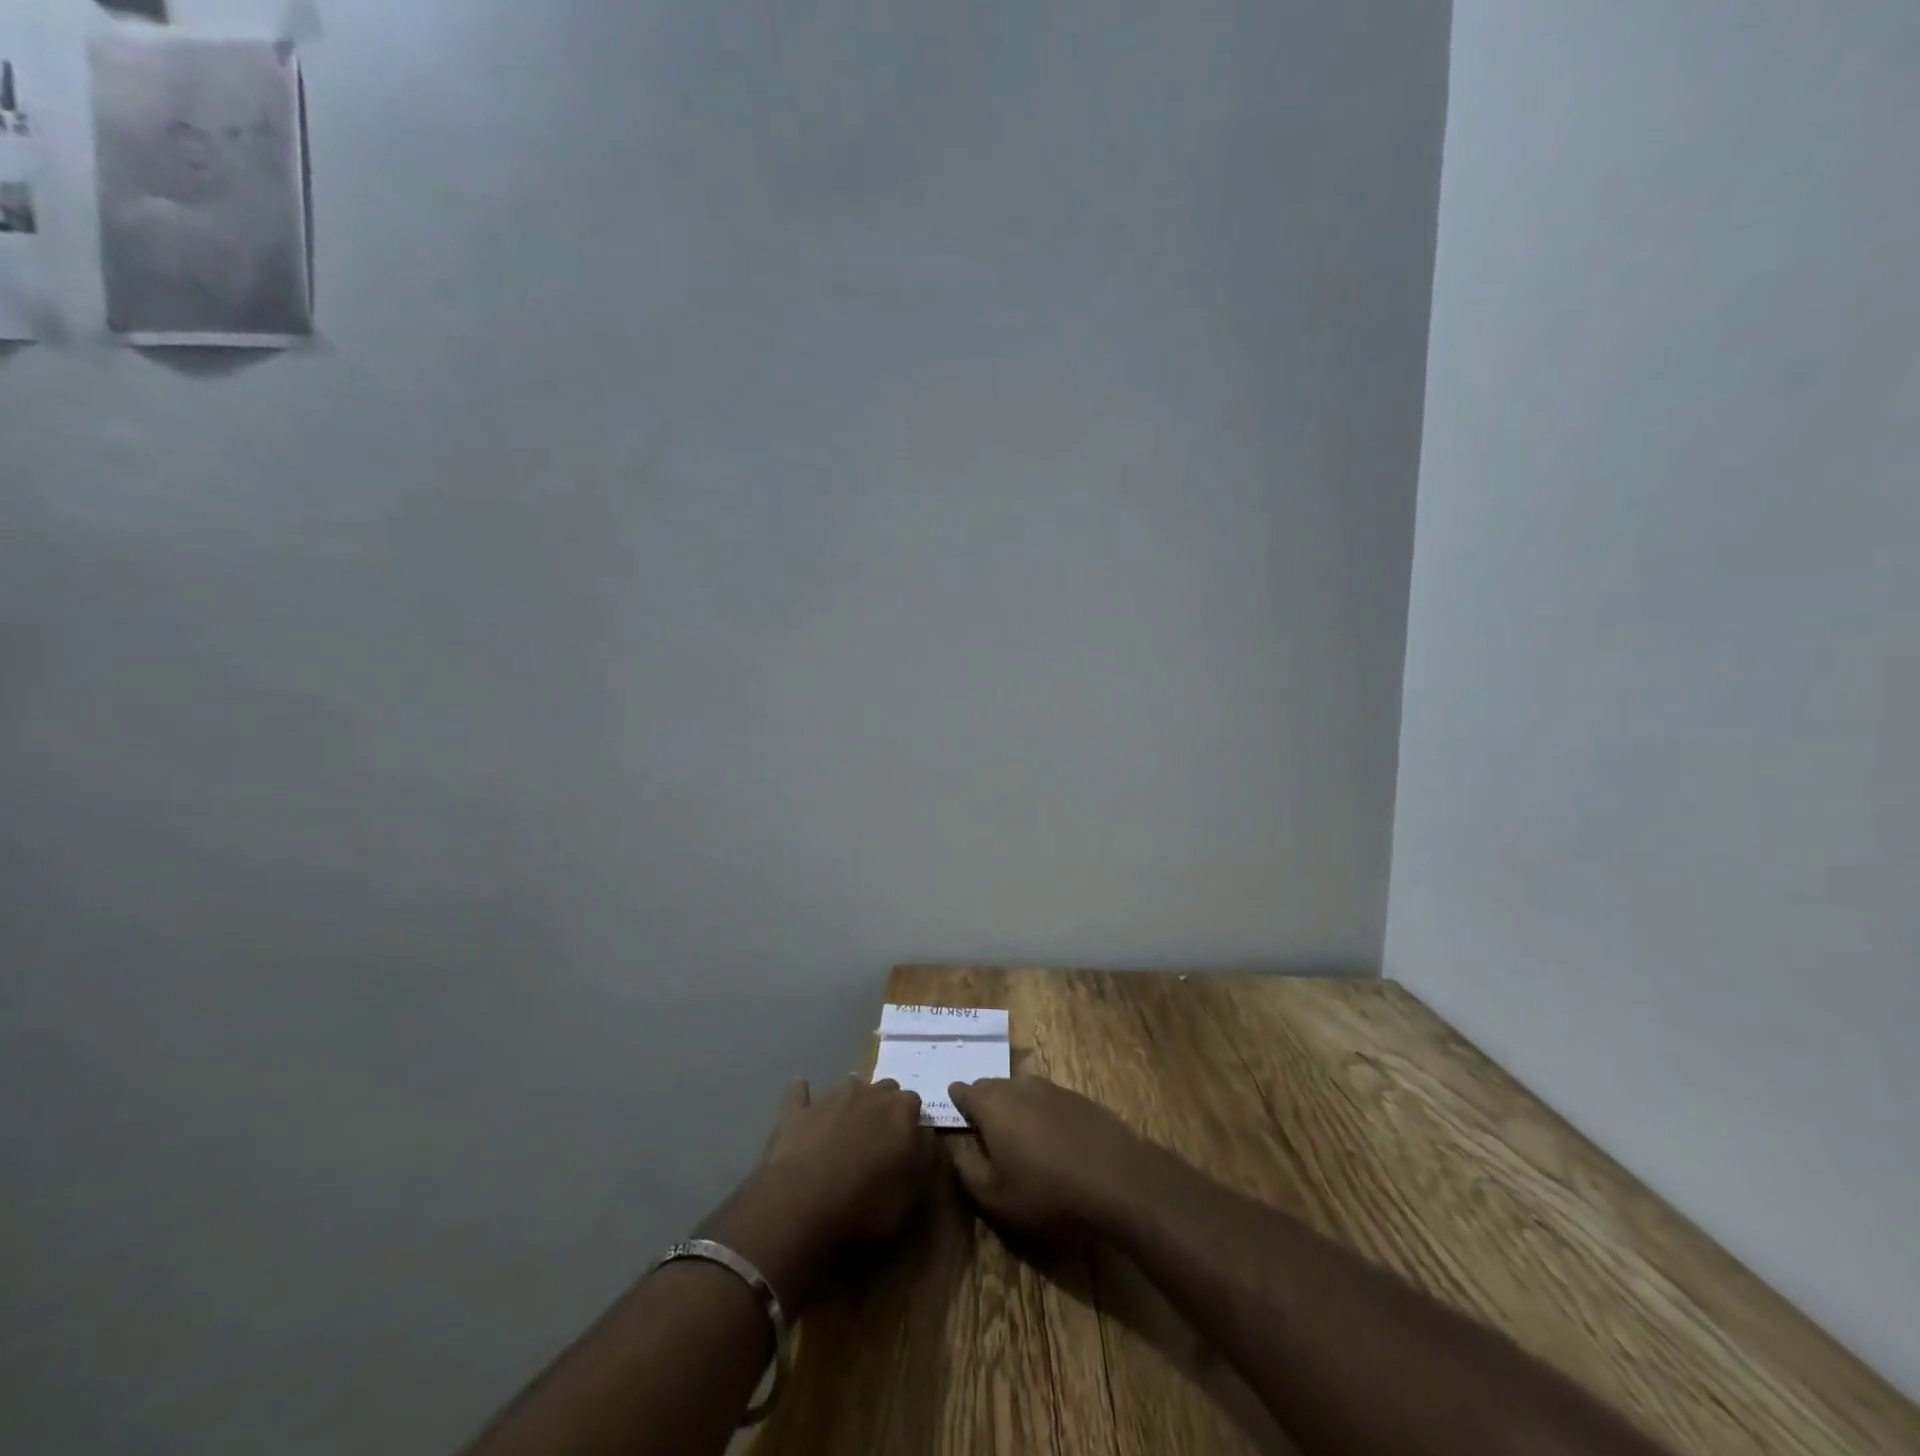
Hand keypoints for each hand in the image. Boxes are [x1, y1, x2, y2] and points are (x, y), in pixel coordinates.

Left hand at [706, 1076, 934, 1312]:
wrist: (800, 1208)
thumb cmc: (865, 1207)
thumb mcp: (912, 1195)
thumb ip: (925, 1157)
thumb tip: (925, 1136)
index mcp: (900, 1110)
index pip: (914, 1103)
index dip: (911, 1123)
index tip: (907, 1145)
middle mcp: (868, 1093)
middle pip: (884, 1089)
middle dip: (884, 1108)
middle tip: (878, 1139)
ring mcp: (830, 1097)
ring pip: (848, 1086)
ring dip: (851, 1102)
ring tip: (846, 1129)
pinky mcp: (796, 1110)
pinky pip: (799, 1092)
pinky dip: (803, 1096)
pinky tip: (802, 1102)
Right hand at [947, 1075, 1161, 1239]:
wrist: (1116, 1179)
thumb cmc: (1046, 1192)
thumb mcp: (995, 1197)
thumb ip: (967, 1170)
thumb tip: (956, 1150)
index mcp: (992, 1104)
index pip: (964, 1091)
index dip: (956, 1101)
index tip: (954, 1113)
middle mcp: (1019, 1086)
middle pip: (992, 1086)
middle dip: (983, 1102)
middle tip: (983, 1128)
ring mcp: (1052, 1088)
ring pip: (1021, 1090)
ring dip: (1014, 1106)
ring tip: (1016, 1135)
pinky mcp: (1079, 1098)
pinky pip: (1048, 1100)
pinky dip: (1042, 1113)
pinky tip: (1051, 1139)